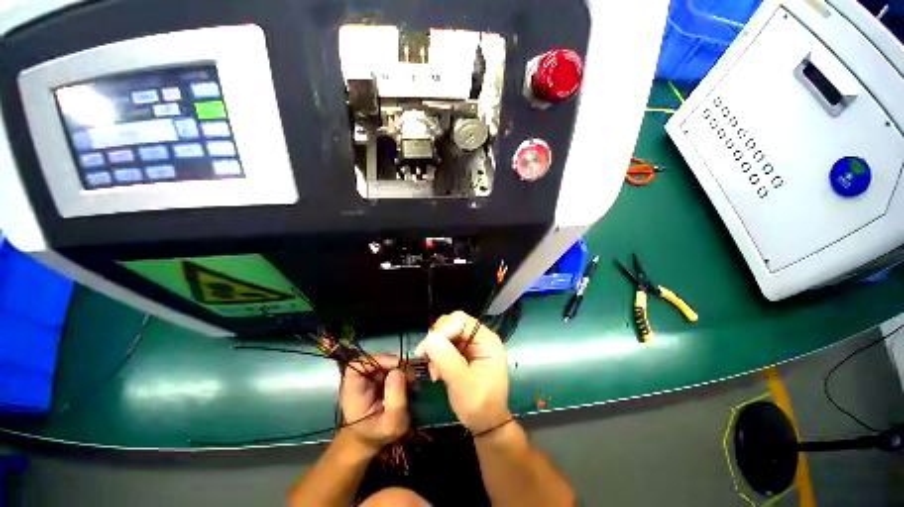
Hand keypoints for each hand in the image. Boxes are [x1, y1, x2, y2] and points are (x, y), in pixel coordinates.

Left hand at [339, 354, 408, 452]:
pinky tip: (409, 381)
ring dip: (400, 367)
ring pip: (383, 362)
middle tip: (411, 374)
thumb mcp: (392, 423)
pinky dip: (400, 371)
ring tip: (412, 379)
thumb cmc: (380, 435)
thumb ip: (395, 398)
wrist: (373, 439)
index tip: (396, 365)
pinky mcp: (377, 377)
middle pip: (374, 360)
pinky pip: (389, 367)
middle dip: (394, 364)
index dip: (376, 359)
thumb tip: (398, 371)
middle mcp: (359, 381)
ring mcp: (368, 378)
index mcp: (353, 392)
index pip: (357, 365)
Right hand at [415, 311, 509, 433]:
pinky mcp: (463, 351)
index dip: (442, 331)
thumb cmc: (480, 406)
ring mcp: (471, 343)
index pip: (461, 321)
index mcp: (487, 340)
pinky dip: (437, 355)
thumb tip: (430, 338)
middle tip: (428, 360)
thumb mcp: (463, 385)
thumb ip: (447, 360)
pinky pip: (445, 343)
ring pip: (446, 332)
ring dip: (435, 348)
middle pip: (453, 323)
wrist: (486, 423)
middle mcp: (480, 337)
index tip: (427, 350)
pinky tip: (437, 371)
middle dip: (438, 340)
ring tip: (435, 371)